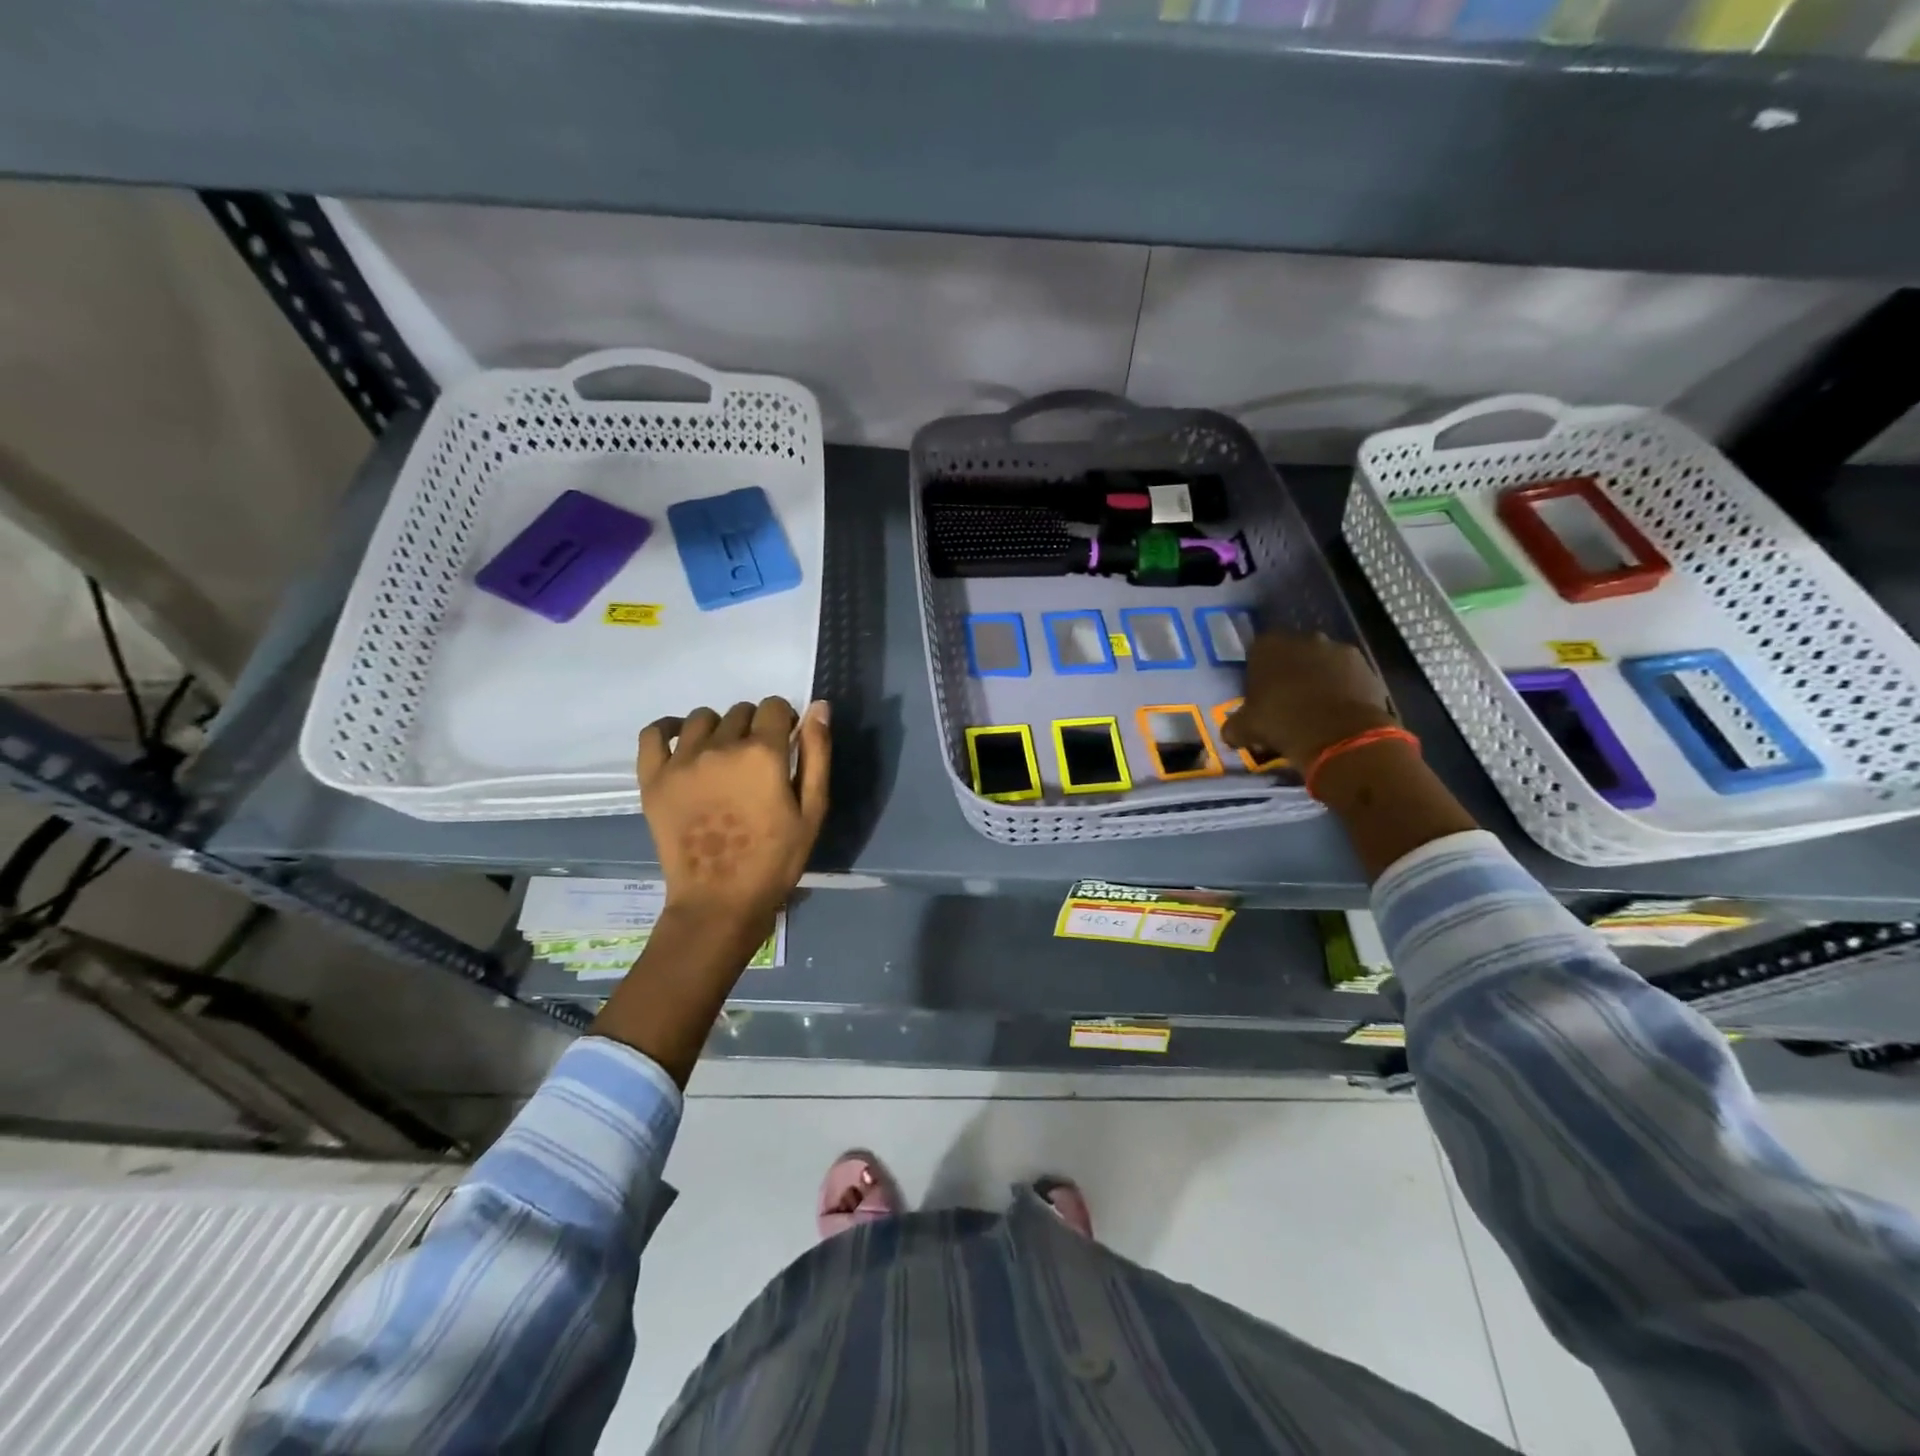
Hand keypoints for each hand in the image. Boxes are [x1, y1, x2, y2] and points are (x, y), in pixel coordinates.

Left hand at [638, 697, 830, 937]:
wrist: (720, 902)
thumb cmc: (776, 860)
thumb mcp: (812, 810)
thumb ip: (817, 754)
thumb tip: (819, 706)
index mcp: (762, 753)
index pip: (773, 707)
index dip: (784, 721)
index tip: (785, 743)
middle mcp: (720, 746)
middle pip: (740, 711)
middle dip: (754, 727)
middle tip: (756, 763)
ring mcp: (681, 761)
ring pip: (702, 718)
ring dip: (719, 729)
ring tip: (722, 759)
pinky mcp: (653, 779)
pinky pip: (653, 733)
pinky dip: (668, 729)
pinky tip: (681, 740)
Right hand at [1221, 631, 1395, 768]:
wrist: (1340, 736)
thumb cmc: (1282, 723)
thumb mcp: (1244, 729)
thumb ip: (1234, 725)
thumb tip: (1232, 732)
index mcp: (1269, 646)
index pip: (1257, 652)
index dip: (1258, 673)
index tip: (1259, 695)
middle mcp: (1305, 639)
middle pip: (1293, 653)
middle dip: (1290, 672)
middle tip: (1286, 701)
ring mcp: (1340, 650)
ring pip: (1322, 663)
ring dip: (1318, 679)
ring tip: (1315, 709)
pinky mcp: (1367, 667)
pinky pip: (1348, 676)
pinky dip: (1343, 689)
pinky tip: (1337, 713)